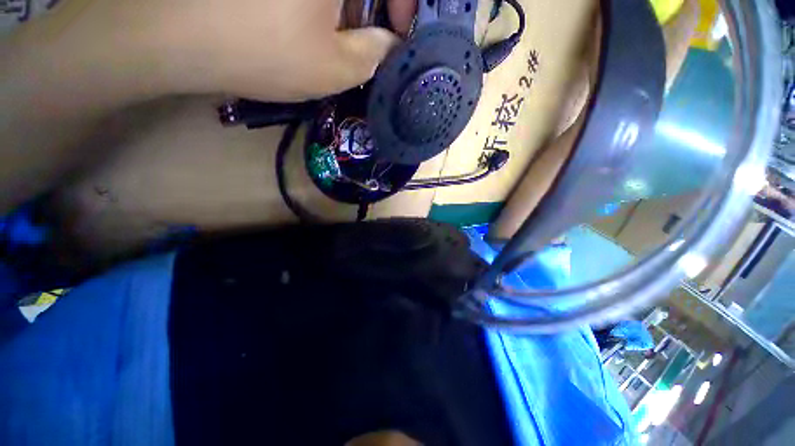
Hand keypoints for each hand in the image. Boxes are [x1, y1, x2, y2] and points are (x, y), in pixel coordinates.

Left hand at [40, 0, 410, 101]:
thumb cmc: (262, 49)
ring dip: (341, 1)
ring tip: (330, 32)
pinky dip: (315, 1)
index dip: (405, 4)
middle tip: (362, 37)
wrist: (172, 33)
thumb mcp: (333, 68)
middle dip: (369, 5)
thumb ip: (373, 56)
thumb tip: (389, 44)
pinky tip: (302, 16)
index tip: (397, 32)